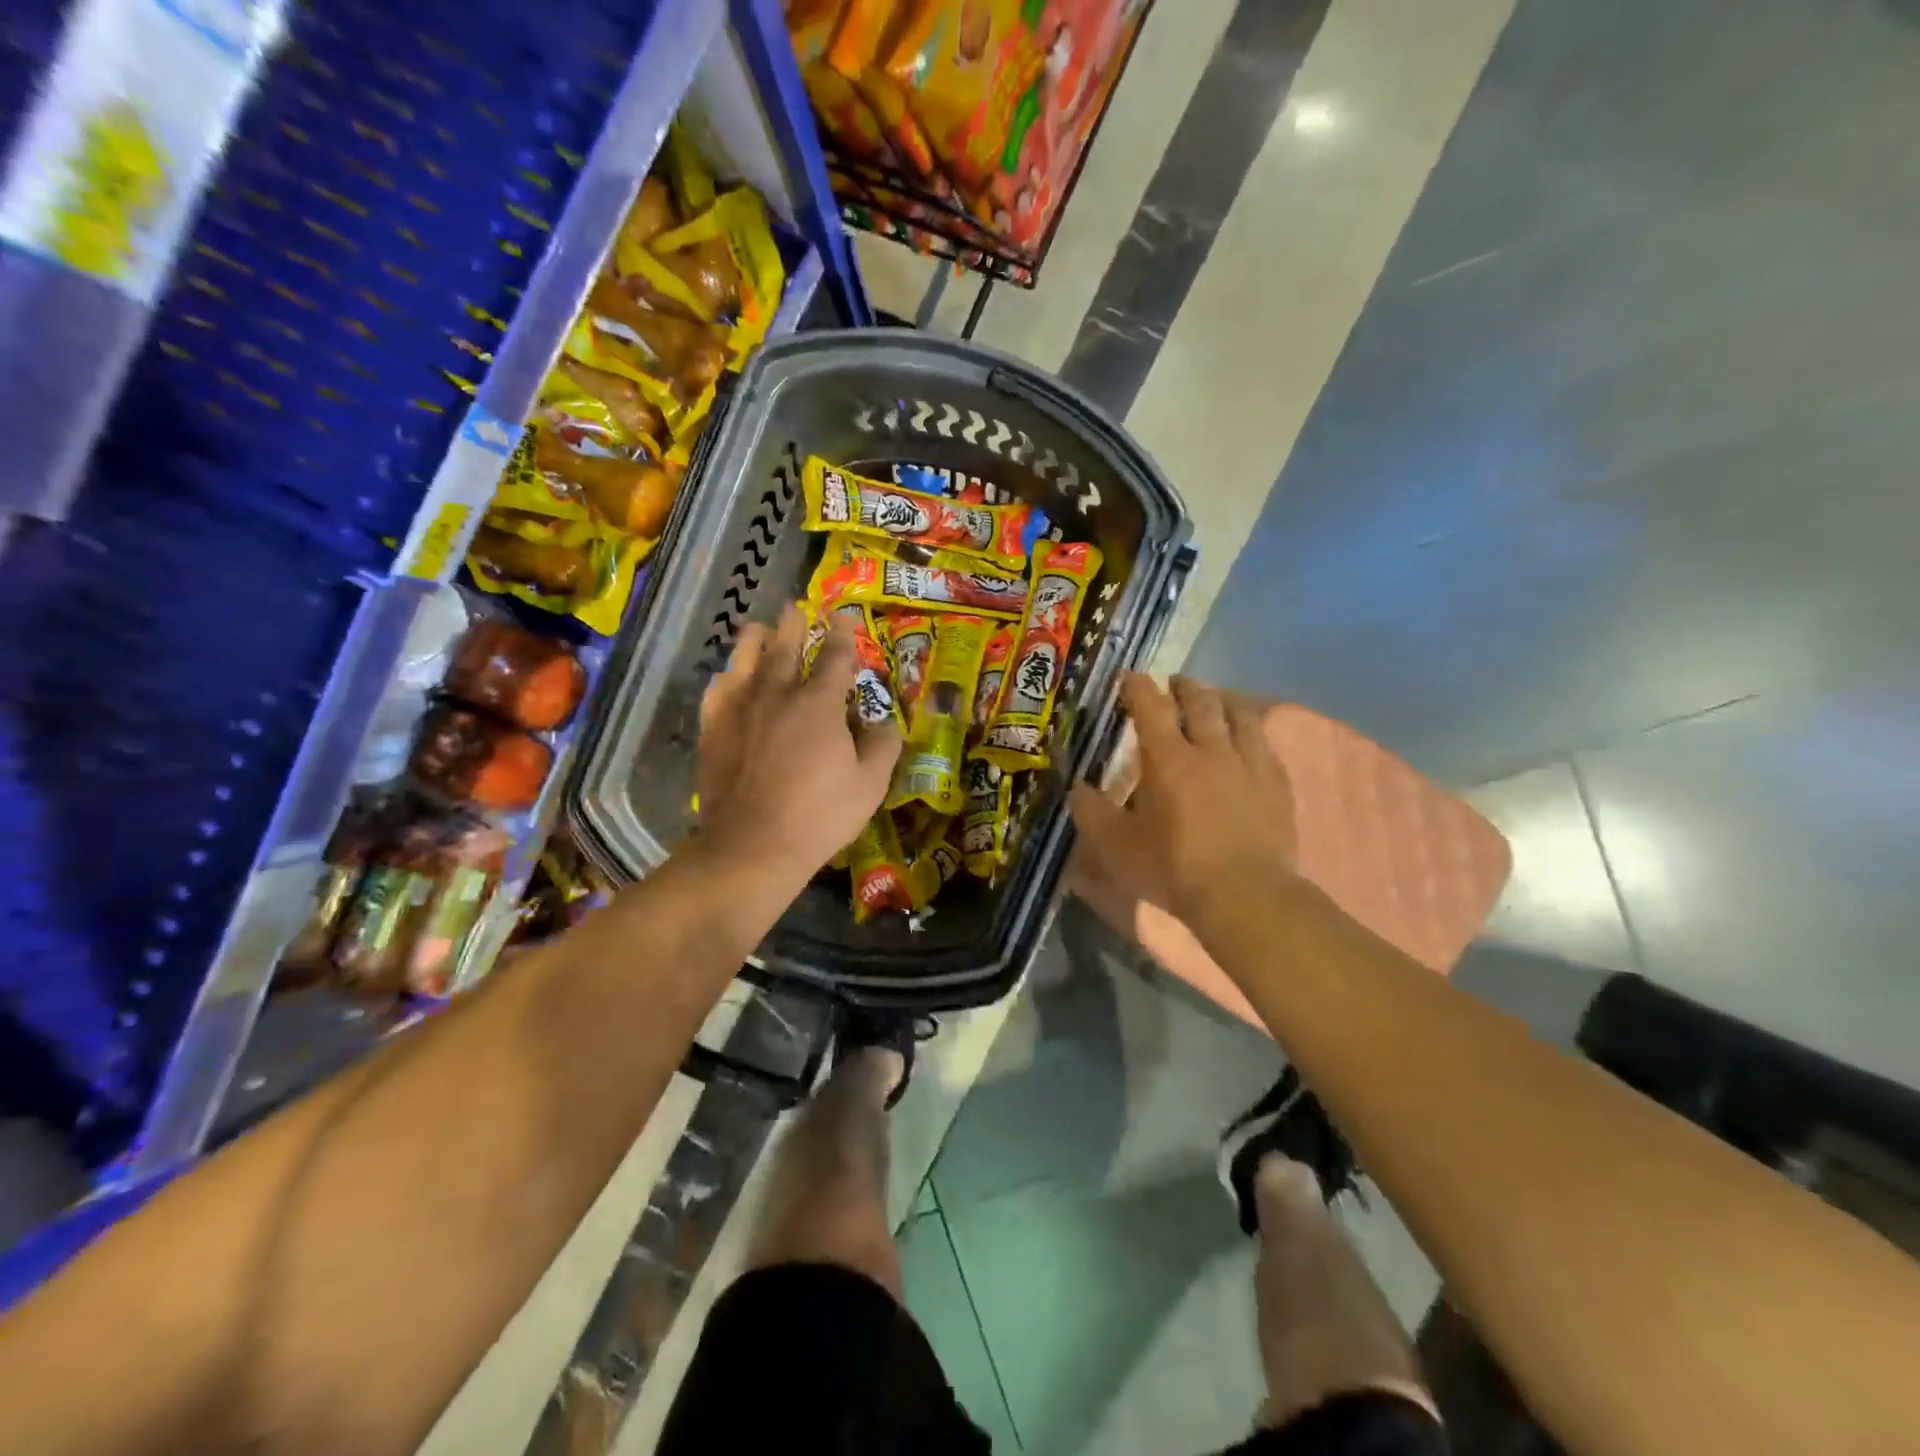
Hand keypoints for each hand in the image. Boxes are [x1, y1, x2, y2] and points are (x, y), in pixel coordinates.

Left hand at [696, 606, 901, 880]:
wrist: (752, 845)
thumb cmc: (820, 815)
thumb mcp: (870, 784)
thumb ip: (882, 745)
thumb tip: (884, 720)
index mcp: (819, 704)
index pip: (835, 657)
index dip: (842, 634)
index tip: (844, 616)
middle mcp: (777, 695)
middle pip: (784, 648)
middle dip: (793, 624)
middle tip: (795, 608)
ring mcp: (740, 710)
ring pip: (745, 660)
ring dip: (754, 639)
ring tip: (757, 628)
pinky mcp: (713, 730)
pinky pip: (717, 691)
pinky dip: (726, 678)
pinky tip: (728, 677)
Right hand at [1069, 674, 1295, 926]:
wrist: (1245, 895)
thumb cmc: (1173, 868)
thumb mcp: (1116, 846)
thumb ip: (1092, 811)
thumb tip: (1077, 786)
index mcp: (1167, 759)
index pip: (1150, 706)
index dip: (1137, 686)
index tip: (1129, 677)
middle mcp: (1210, 749)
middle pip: (1200, 701)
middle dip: (1184, 687)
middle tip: (1174, 684)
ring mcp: (1249, 764)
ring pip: (1240, 714)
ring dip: (1223, 701)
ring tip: (1216, 701)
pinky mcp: (1277, 784)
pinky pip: (1265, 744)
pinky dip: (1251, 732)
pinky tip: (1249, 740)